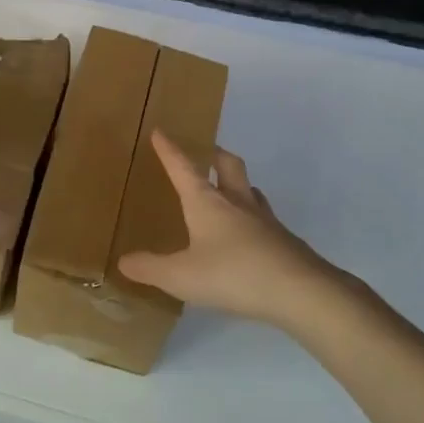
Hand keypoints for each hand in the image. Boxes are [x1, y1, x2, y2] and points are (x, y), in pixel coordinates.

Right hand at [118, 132, 361, 336]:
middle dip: (213, 154)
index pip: (183, 168)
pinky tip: (247, 237)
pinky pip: (263, 219)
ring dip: (237, 185)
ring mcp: (264, 220)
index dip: (170, 150)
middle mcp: (237, 202)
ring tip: (227, 192)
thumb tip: (123, 261)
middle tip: (205, 152)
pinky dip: (251, 218)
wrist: (300, 291)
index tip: (161, 132)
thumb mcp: (180, 276)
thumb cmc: (232, 274)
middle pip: (227, 165)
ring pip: (250, 190)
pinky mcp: (283, 241)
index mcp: (207, 202)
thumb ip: (150, 268)